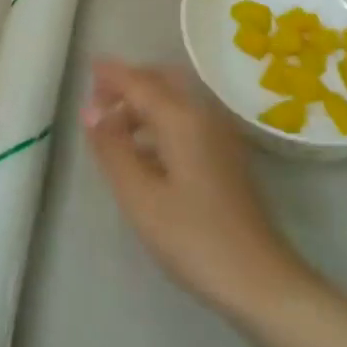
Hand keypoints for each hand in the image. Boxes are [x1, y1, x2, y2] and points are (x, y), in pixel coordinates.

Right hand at [81, 60, 309, 319]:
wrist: (259, 280)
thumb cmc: (194, 238)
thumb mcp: (141, 197)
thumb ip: (113, 150)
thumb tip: (90, 111)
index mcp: (182, 118)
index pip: (140, 83)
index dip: (113, 74)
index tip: (87, 66)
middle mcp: (204, 116)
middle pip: (163, 82)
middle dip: (130, 83)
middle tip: (98, 98)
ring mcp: (220, 136)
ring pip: (176, 101)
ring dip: (144, 103)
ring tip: (113, 127)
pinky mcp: (226, 157)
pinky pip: (187, 120)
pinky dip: (160, 121)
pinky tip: (144, 152)